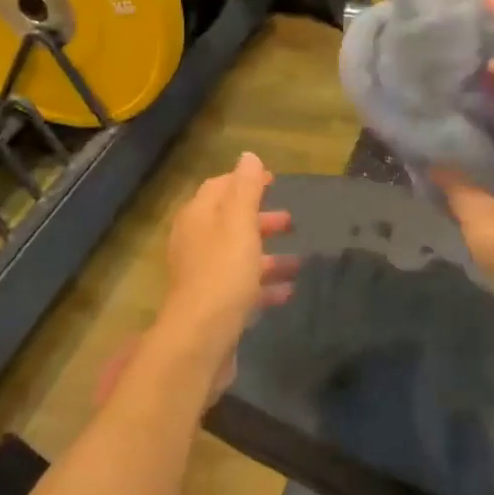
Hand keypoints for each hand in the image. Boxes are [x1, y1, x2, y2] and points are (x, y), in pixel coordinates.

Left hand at [154, 152, 297, 377]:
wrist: (201, 338)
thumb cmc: (223, 272)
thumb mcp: (239, 223)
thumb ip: (245, 189)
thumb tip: (248, 156)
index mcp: (198, 217)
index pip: (219, 187)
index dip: (245, 181)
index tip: (274, 181)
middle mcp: (196, 242)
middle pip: (230, 222)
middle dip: (260, 220)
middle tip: (291, 221)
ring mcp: (203, 275)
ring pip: (239, 257)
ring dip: (267, 256)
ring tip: (298, 261)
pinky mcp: (214, 304)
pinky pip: (242, 287)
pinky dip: (264, 285)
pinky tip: (288, 291)